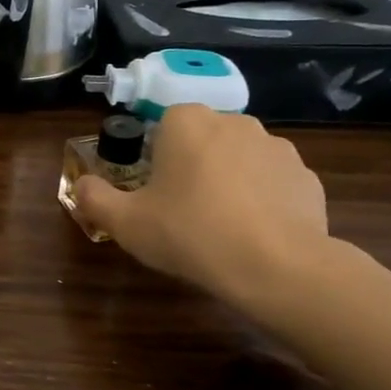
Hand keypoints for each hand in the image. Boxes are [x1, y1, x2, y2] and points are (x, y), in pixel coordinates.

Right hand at [72, 105, 329, 306]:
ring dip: (228, 180)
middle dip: (192, 165)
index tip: (153, 190)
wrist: (277, 267)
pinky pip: (273, 182)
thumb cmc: (190, 232)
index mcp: (187, 122)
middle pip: (202, 139)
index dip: (155, 157)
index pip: (163, 124)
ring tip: (220, 224)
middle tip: (180, 208)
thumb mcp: (124, 222)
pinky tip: (254, 233)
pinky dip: (262, 200)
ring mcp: (277, 148)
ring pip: (239, 158)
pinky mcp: (308, 178)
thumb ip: (94, 198)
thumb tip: (81, 185)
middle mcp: (234, 122)